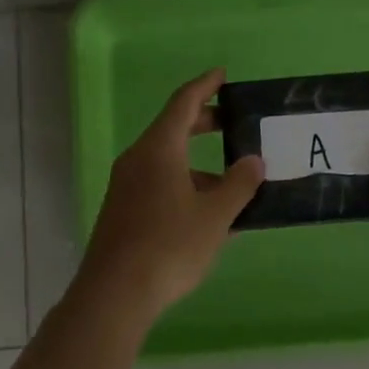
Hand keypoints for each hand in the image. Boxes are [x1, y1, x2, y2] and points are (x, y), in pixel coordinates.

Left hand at [78, 69, 264, 319]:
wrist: (115, 293)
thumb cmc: (169, 246)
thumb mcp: (215, 216)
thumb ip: (239, 185)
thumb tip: (254, 162)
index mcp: (159, 149)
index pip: (183, 103)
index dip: (205, 86)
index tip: (223, 75)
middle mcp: (138, 160)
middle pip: (173, 129)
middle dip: (204, 123)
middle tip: (233, 123)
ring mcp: (126, 186)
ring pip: (167, 162)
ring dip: (199, 165)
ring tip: (233, 186)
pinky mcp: (123, 211)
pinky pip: (159, 184)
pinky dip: (185, 186)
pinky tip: (208, 215)